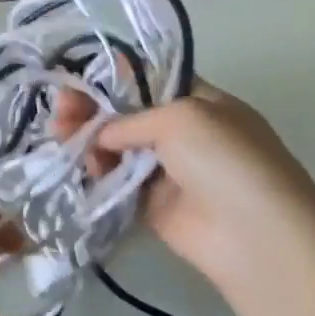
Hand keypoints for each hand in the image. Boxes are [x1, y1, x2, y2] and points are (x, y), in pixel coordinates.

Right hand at [58, 81, 314, 295]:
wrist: (254, 236)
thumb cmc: (225, 160)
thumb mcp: (181, 117)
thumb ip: (131, 119)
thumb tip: (100, 134)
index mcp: (200, 103)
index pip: (150, 83)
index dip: (114, 80)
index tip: (79, 81)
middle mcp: (183, 134)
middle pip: (127, 116)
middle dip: (93, 110)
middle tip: (60, 110)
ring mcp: (168, 172)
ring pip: (118, 150)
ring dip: (89, 141)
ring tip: (62, 137)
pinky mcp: (152, 207)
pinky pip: (117, 184)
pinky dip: (97, 174)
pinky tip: (79, 166)